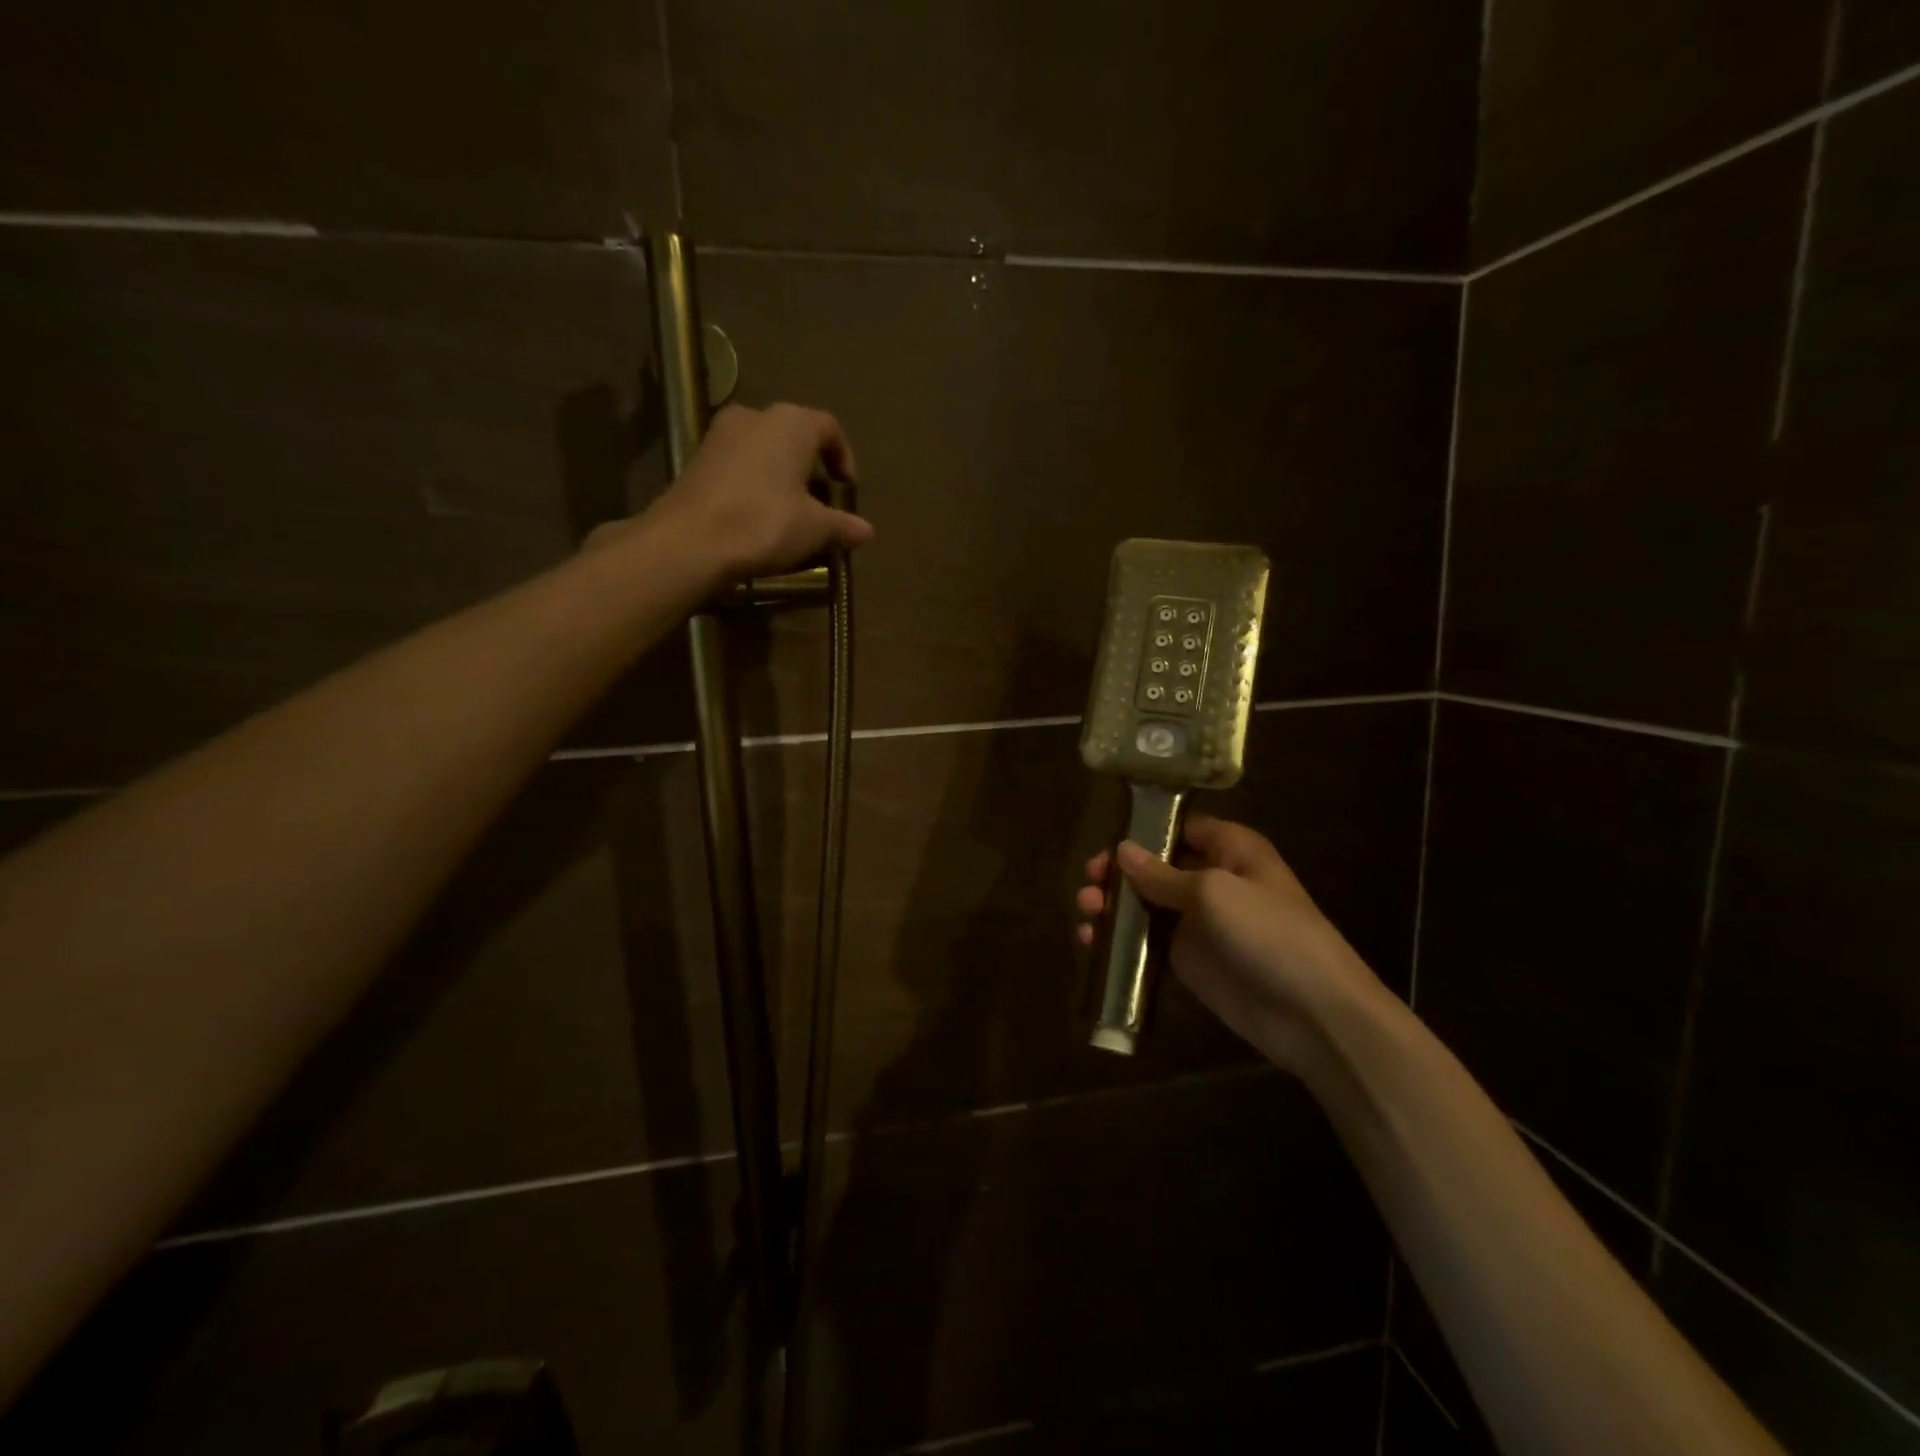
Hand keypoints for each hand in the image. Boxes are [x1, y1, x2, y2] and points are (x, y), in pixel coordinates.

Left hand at [617, 402, 874, 579]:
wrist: (689, 541)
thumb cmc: (764, 524)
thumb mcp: (815, 529)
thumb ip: (843, 526)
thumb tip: (867, 531)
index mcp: (791, 423)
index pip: (829, 427)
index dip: (843, 457)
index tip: (846, 489)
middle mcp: (755, 416)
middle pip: (793, 436)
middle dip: (810, 468)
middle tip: (820, 504)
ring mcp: (720, 435)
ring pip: (763, 450)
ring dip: (780, 477)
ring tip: (789, 514)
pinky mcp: (696, 460)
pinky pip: (738, 466)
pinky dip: (753, 485)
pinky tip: (756, 517)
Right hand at [1074, 814, 1382, 1072]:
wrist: (1313, 1013)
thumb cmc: (1270, 933)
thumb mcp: (1214, 893)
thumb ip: (1163, 874)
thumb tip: (1122, 850)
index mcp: (1230, 850)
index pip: (1181, 827)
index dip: (1144, 830)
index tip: (1107, 840)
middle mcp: (1213, 880)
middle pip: (1156, 866)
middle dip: (1119, 871)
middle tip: (1089, 881)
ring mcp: (1200, 922)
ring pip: (1146, 904)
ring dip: (1113, 905)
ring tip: (1086, 911)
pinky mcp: (1189, 960)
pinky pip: (1147, 942)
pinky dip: (1121, 940)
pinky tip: (1093, 942)